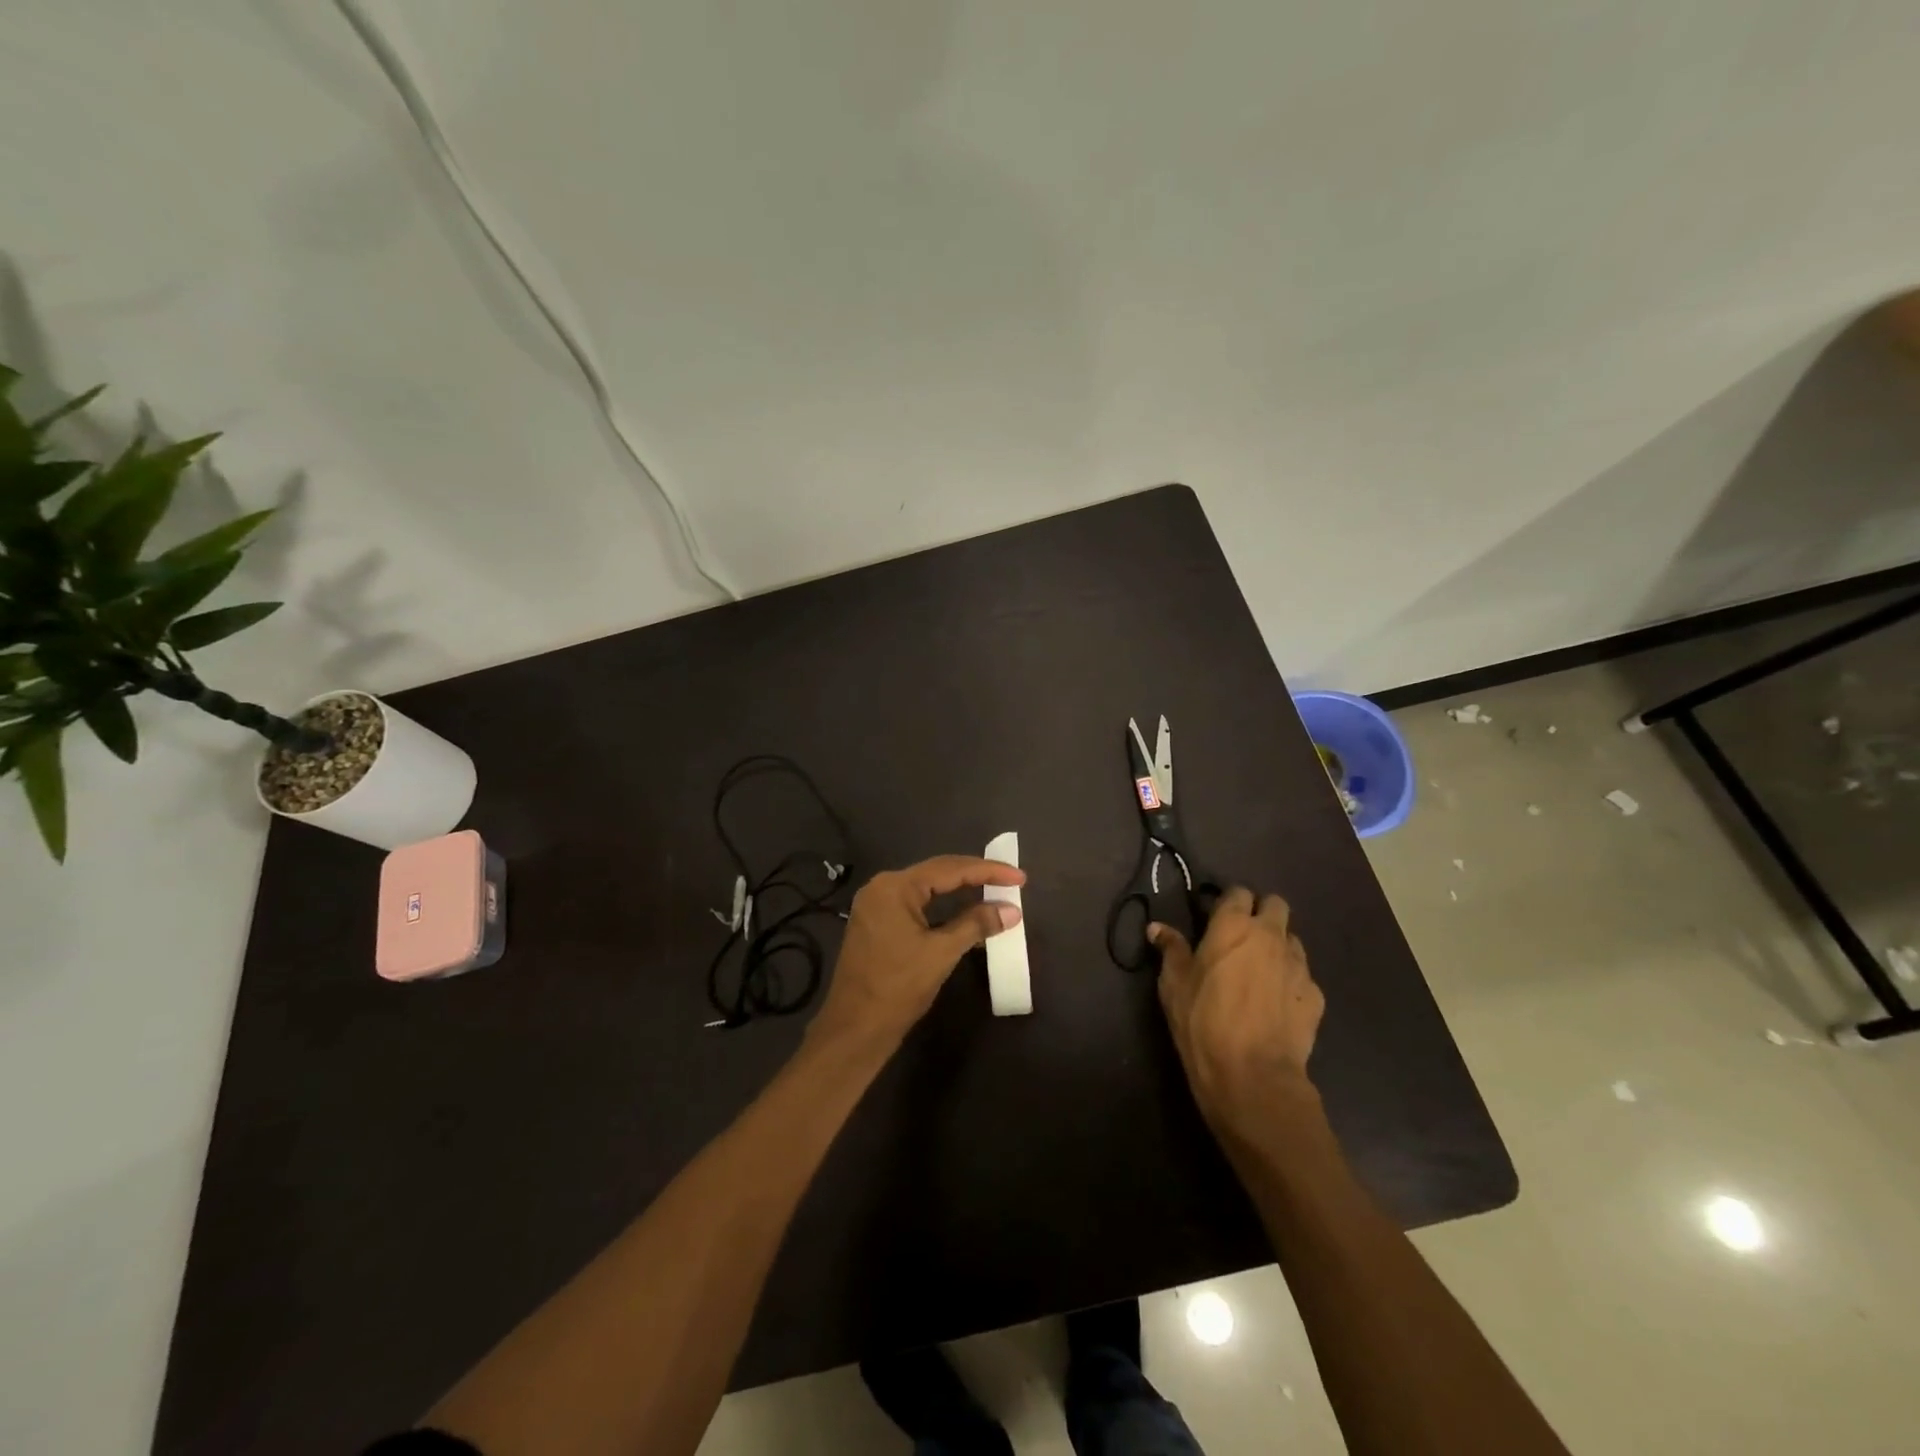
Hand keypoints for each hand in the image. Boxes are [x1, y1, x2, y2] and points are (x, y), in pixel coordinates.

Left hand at [811, 855, 1025, 1052]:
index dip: (987, 871)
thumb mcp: (941, 953)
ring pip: (927, 889)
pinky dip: (942, 908)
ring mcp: (876, 905)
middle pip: (937, 873)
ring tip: (994, 892)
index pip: (949, 869)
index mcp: (894, 887)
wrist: (854, 1030)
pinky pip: (917, 905)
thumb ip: (976, 924)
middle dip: (975, 876)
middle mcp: (882, 887)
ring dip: (960, 891)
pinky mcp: (877, 923)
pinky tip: (965, 913)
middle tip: (1011, 880)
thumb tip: (1012, 910)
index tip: (1019, 876)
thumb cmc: (897, 988)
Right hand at [1150, 887, 1323, 1133]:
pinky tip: (1276, 1004)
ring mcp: (1298, 965)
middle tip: (1242, 938)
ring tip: (1260, 971)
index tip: (1216, 918)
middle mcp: (1270, 936)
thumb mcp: (1173, 984)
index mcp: (1233, 925)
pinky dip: (1290, 982)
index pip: (1238, 892)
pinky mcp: (1315, 996)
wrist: (1253, 1075)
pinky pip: (1303, 976)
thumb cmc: (1203, 1021)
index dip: (1228, 902)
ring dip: (1278, 946)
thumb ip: (1170, 950)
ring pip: (1292, 940)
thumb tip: (1156, 928)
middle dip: (1261, 913)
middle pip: (1275, 904)